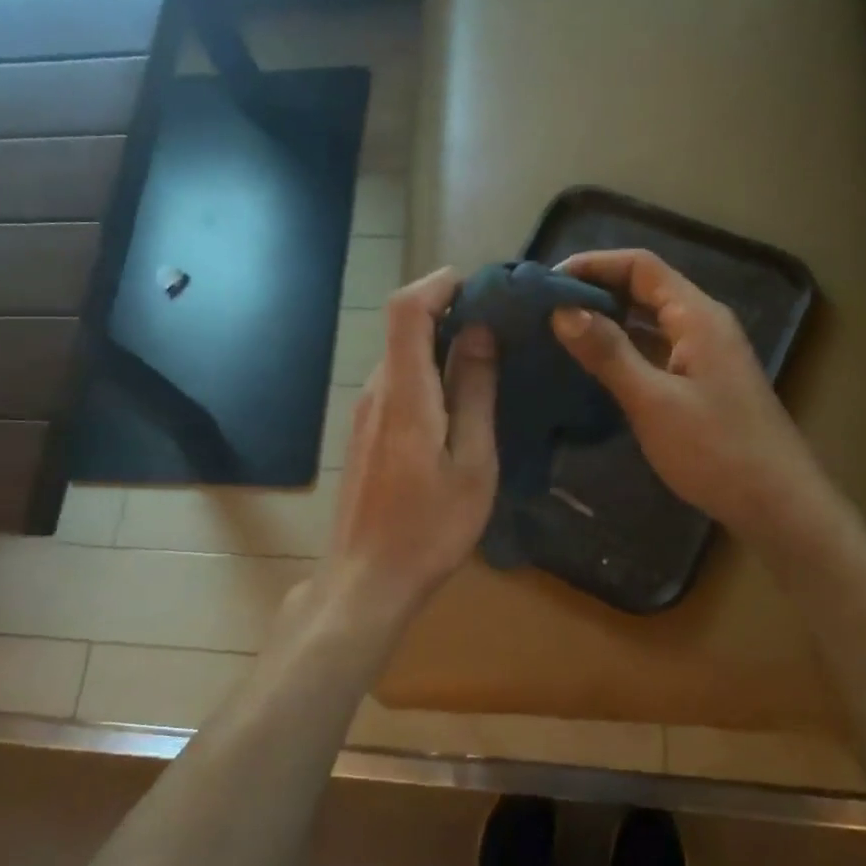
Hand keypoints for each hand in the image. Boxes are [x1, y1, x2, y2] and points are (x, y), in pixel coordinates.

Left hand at [320, 268, 498, 624]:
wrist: (367, 581)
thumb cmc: (430, 528)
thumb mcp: (471, 463)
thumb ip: (474, 393)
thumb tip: (478, 333)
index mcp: (404, 394)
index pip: (406, 310)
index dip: (437, 284)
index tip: (479, 285)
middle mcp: (376, 392)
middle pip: (404, 329)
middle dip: (448, 313)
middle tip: (500, 323)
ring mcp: (364, 414)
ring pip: (401, 358)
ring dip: (440, 345)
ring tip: (489, 358)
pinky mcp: (364, 435)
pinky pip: (397, 384)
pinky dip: (427, 373)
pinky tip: (458, 400)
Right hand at [553, 249, 830, 542]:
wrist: (778, 505)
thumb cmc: (716, 450)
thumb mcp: (653, 401)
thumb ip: (608, 353)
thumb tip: (562, 310)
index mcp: (697, 316)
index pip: (641, 266)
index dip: (593, 264)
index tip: (547, 282)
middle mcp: (703, 325)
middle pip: (645, 289)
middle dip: (596, 291)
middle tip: (545, 308)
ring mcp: (704, 355)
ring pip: (649, 321)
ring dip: (608, 320)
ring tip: (559, 332)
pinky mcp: (701, 382)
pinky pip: (655, 349)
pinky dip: (624, 349)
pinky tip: (594, 367)